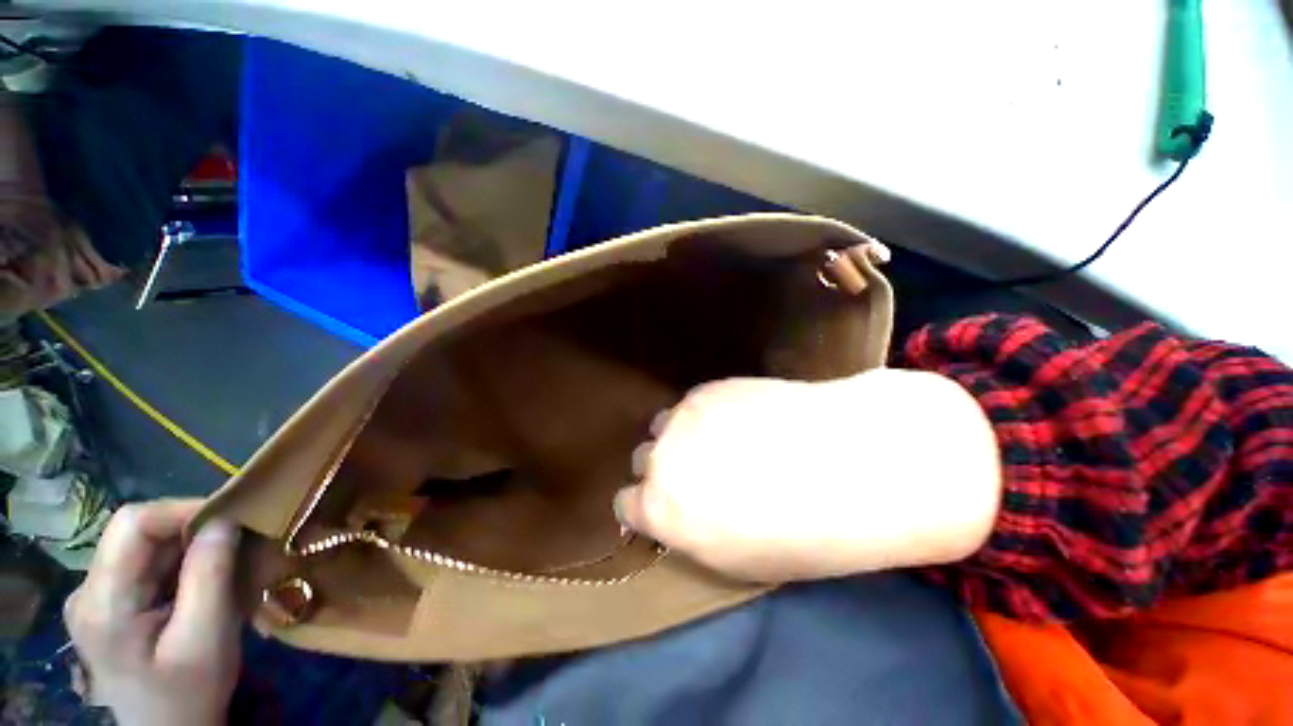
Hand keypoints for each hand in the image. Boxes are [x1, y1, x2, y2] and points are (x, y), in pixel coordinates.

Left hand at [65, 499, 241, 725]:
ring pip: (142, 548)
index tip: (231, 518)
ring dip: (187, 549)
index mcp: (102, 602)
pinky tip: (201, 583)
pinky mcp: (107, 605)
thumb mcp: (207, 638)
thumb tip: (225, 522)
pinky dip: (178, 565)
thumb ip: (210, 576)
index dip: (182, 509)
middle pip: (136, 533)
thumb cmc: (188, 693)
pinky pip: (144, 566)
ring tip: (224, 563)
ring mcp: (93, 598)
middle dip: (191, 531)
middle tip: (236, 542)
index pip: (132, 523)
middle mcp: (87, 591)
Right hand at [615, 370, 1001, 581]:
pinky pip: (692, 404)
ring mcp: (682, 417)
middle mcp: (659, 459)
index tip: (667, 507)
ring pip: (662, 426)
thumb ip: (692, 531)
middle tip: (699, 473)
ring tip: (719, 441)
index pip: (626, 505)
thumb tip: (680, 514)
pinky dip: (705, 415)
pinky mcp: (708, 388)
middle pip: (641, 461)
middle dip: (662, 470)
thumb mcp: (739, 559)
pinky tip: (739, 419)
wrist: (850, 463)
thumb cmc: (803, 533)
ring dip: (680, 437)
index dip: (645, 508)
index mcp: (661, 510)